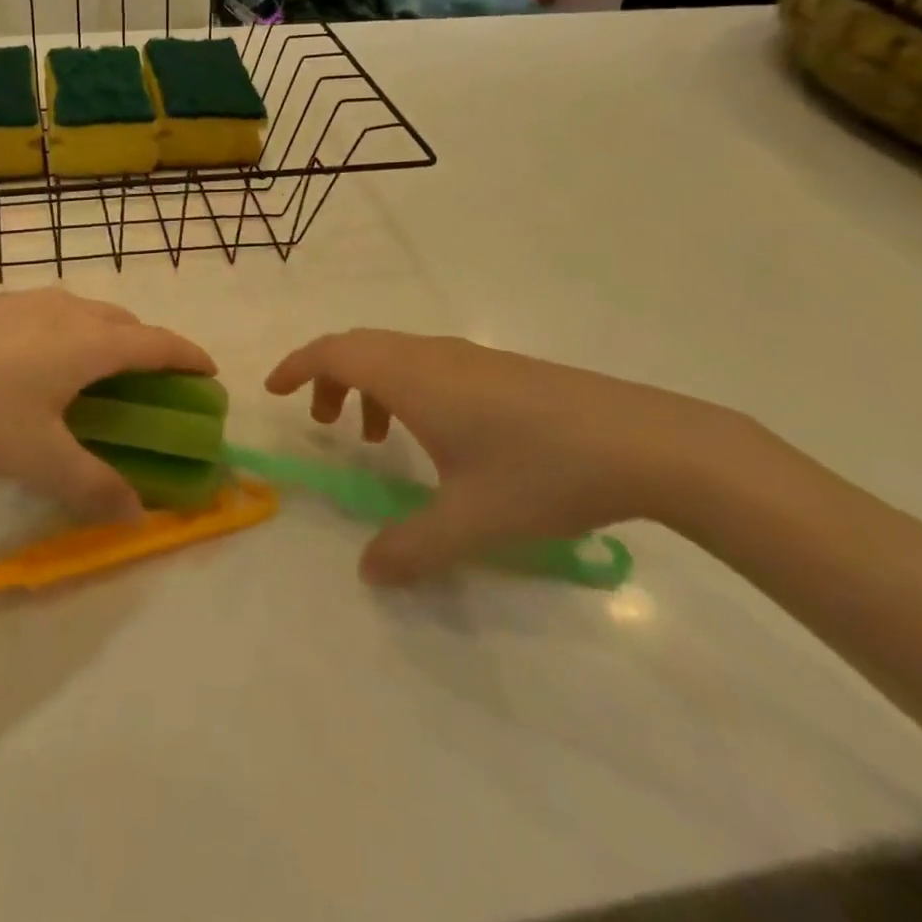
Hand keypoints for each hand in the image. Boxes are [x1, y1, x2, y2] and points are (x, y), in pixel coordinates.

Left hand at [0, 289, 214, 523]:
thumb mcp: (38, 460)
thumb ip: (93, 486)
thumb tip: (137, 515)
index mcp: (89, 343)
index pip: (158, 344)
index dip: (189, 357)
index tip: (209, 371)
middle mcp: (66, 311)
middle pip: (125, 323)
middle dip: (148, 348)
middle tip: (150, 382)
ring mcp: (25, 300)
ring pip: (85, 313)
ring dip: (106, 337)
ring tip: (93, 373)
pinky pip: (50, 313)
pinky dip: (67, 333)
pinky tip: (34, 364)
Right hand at [266, 330, 761, 584]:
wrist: (646, 443)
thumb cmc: (542, 472)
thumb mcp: (470, 520)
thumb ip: (411, 548)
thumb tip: (367, 574)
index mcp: (411, 377)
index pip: (334, 351)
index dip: (297, 365)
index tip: (275, 390)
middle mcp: (432, 356)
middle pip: (360, 347)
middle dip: (329, 377)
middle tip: (322, 421)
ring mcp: (470, 358)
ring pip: (396, 355)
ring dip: (370, 385)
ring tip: (375, 438)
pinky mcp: (501, 370)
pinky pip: (428, 365)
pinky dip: (406, 389)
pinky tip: (437, 438)